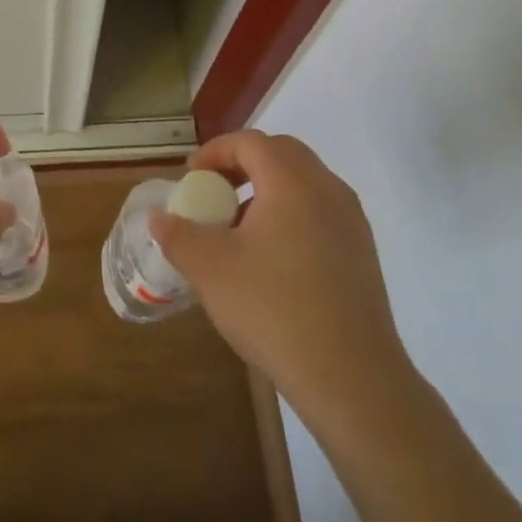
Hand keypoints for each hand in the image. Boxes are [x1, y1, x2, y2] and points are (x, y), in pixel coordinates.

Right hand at [151, 130, 416, 420]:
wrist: (352, 378)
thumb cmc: (274, 310)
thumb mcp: (210, 269)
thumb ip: (178, 235)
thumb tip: (159, 218)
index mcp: (293, 182)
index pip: (251, 142)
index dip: (215, 151)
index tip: (191, 177)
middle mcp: (328, 189)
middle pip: (282, 153)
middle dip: (242, 163)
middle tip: (214, 191)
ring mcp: (352, 221)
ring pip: (304, 182)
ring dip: (267, 188)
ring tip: (238, 227)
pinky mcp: (362, 252)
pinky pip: (320, 210)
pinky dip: (290, 213)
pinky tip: (272, 257)